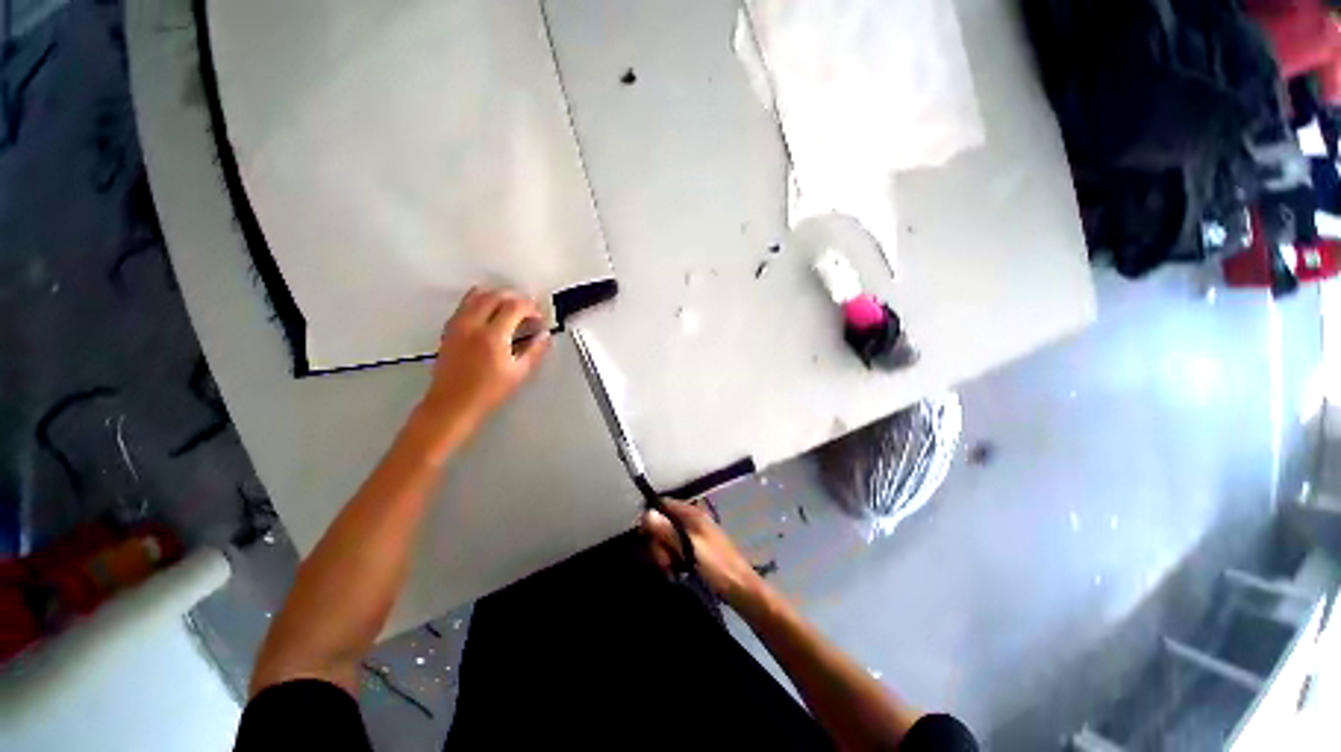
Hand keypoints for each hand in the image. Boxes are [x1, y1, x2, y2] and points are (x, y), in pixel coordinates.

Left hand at [420, 287, 550, 438]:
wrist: (452, 404)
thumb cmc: (487, 393)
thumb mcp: (518, 373)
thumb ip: (534, 351)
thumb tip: (544, 336)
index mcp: (493, 336)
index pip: (514, 306)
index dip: (531, 308)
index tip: (538, 317)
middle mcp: (473, 325)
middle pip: (495, 295)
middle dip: (515, 298)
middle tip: (528, 310)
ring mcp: (458, 326)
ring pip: (477, 295)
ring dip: (497, 296)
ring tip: (510, 307)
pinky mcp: (449, 330)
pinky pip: (464, 304)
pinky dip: (480, 301)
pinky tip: (488, 312)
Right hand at [641, 499, 763, 607]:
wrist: (741, 589)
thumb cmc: (717, 566)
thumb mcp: (690, 549)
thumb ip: (668, 532)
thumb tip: (646, 513)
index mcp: (691, 513)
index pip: (662, 504)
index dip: (650, 518)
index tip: (646, 538)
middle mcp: (690, 519)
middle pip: (661, 523)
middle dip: (658, 543)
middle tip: (665, 562)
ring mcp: (692, 535)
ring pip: (666, 539)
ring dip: (664, 555)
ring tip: (671, 569)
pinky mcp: (693, 549)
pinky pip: (674, 549)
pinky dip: (671, 560)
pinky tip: (675, 572)